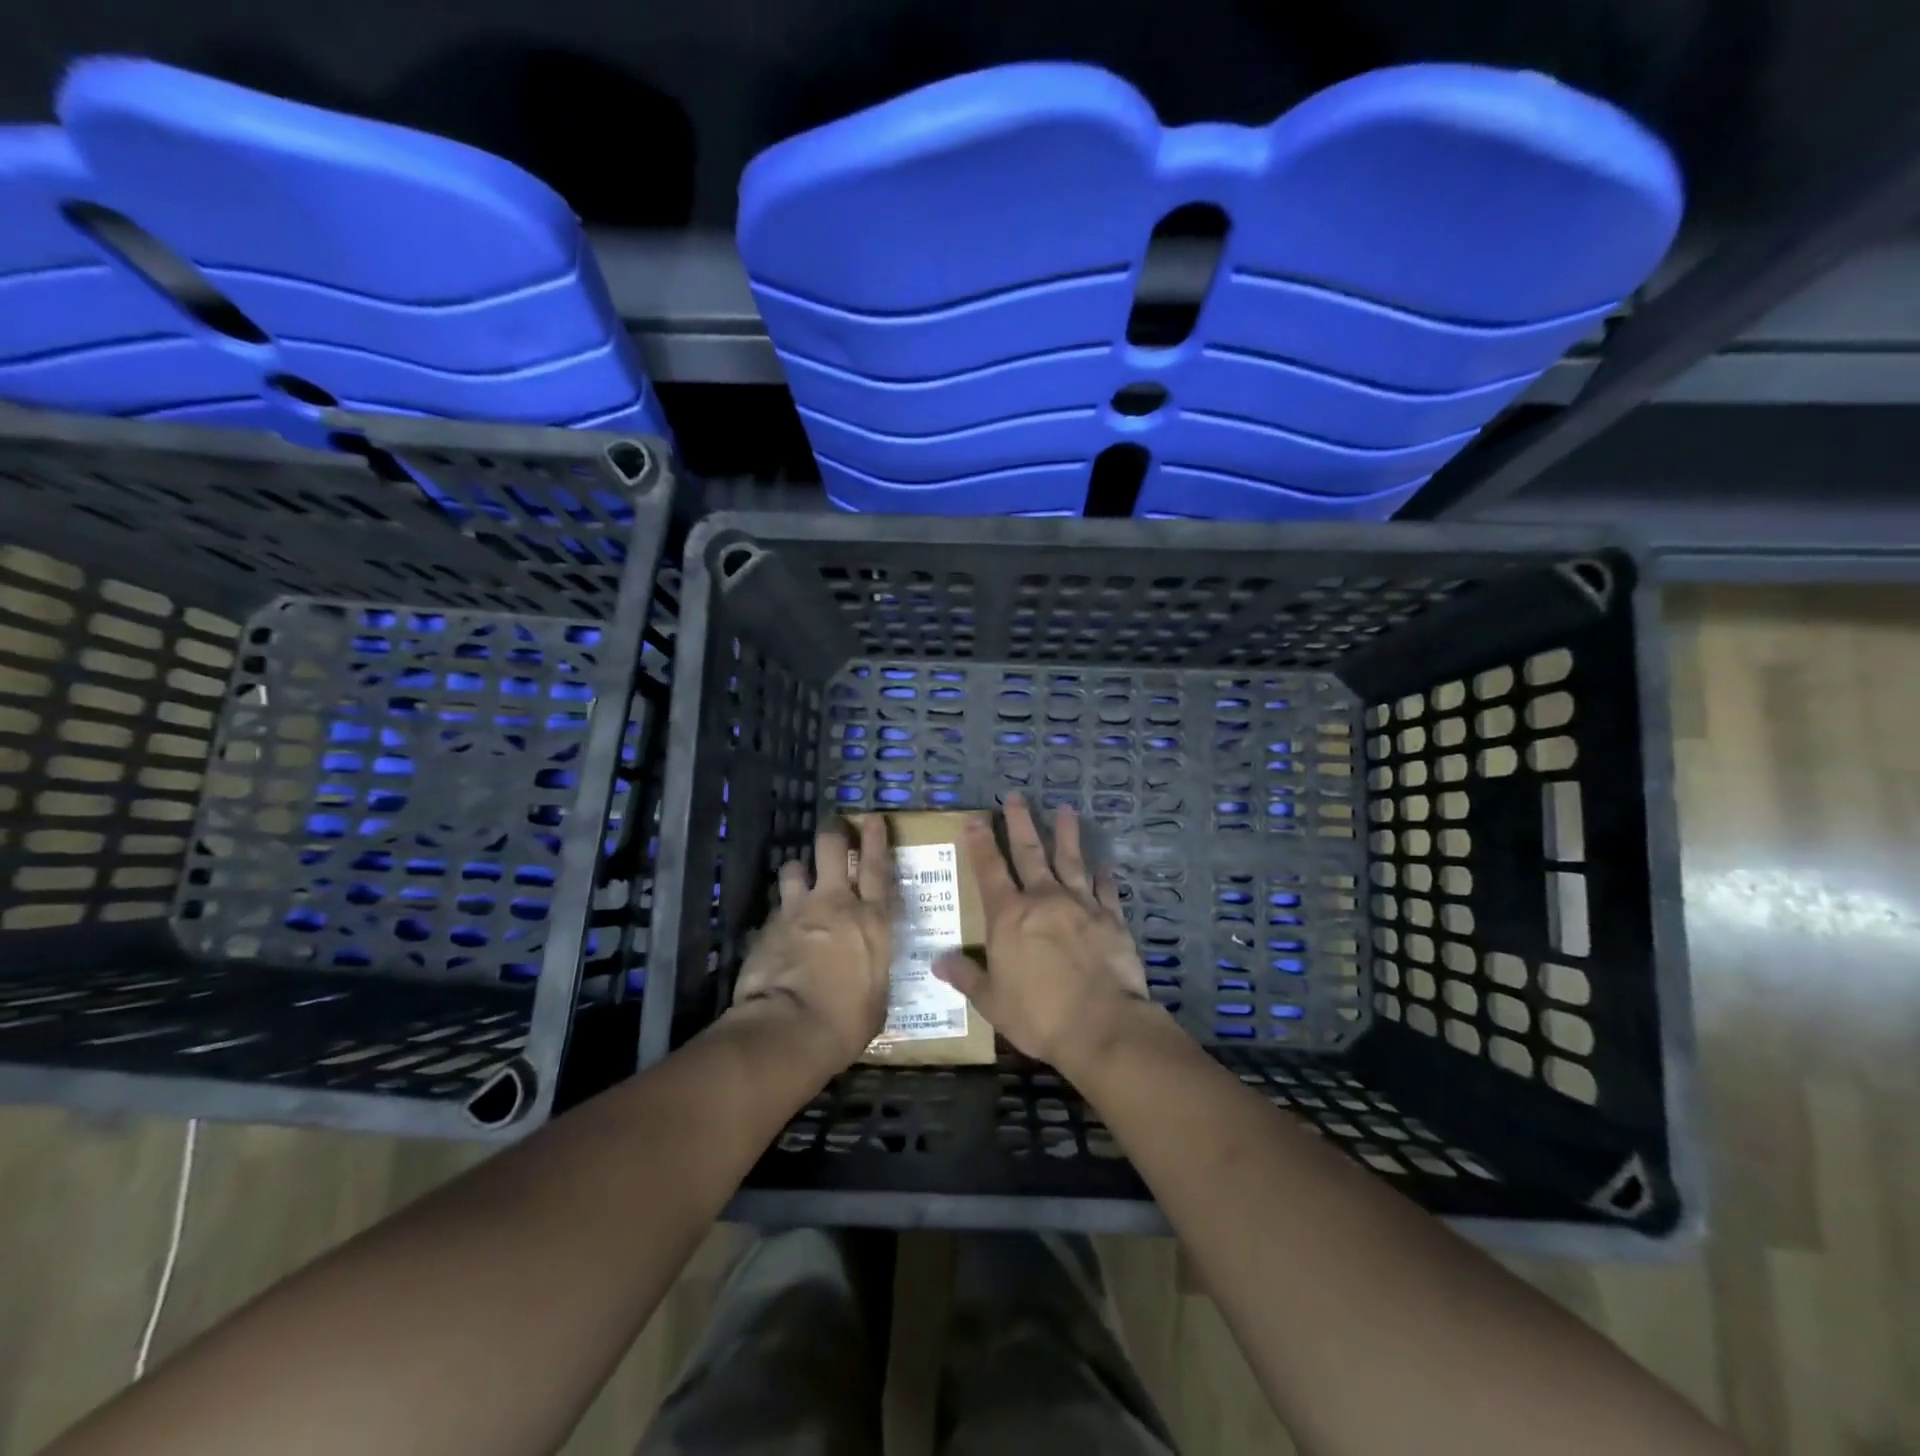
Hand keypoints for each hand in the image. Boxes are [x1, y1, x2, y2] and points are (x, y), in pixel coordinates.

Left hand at [731, 815, 894, 1070]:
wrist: (791, 1029)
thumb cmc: (848, 1021)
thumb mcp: (877, 997)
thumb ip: (873, 971)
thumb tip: (868, 973)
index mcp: (872, 921)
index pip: (877, 867)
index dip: (875, 839)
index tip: (872, 818)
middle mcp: (835, 904)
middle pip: (831, 848)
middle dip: (832, 833)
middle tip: (833, 828)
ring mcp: (798, 911)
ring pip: (795, 868)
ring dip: (799, 872)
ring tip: (799, 882)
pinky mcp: (767, 927)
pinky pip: (775, 908)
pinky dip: (779, 913)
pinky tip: (778, 930)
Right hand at [932, 792, 1155, 1071]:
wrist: (1102, 1026)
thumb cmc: (1039, 1015)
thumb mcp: (992, 1002)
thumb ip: (967, 976)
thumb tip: (938, 961)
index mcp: (1009, 916)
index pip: (989, 870)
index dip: (980, 843)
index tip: (975, 818)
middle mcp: (1043, 899)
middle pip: (1029, 853)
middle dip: (1020, 823)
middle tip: (1016, 796)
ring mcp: (1080, 904)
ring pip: (1070, 860)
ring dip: (1066, 834)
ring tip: (1065, 810)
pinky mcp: (1111, 918)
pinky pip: (1105, 888)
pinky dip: (1102, 874)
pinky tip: (1102, 863)